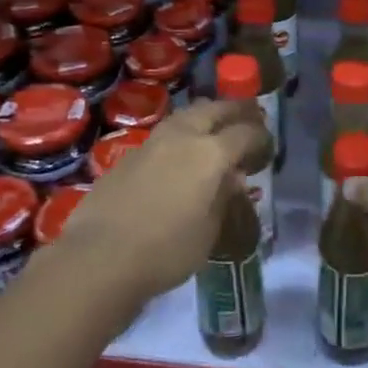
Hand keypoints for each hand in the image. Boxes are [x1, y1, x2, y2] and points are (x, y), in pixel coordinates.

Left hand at [55, 98, 267, 303]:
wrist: (99, 257)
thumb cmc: (165, 251)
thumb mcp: (208, 232)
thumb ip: (223, 198)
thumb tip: (233, 178)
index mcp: (210, 153)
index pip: (244, 133)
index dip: (260, 135)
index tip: (268, 142)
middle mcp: (183, 137)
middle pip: (214, 110)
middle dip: (235, 110)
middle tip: (250, 113)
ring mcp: (152, 142)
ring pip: (186, 115)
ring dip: (205, 115)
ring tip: (215, 124)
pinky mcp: (129, 155)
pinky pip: (165, 133)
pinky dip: (181, 134)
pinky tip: (181, 149)